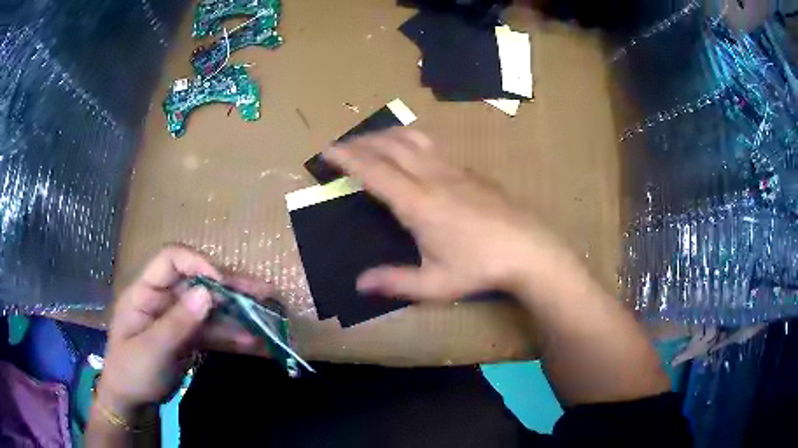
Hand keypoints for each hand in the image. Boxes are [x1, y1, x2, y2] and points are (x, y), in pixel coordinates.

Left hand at [96, 246, 267, 420]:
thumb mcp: (151, 350)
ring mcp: (177, 319)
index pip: (171, 260)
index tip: (222, 283)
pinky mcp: (188, 338)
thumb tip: (207, 292)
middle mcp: (164, 299)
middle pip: (198, 283)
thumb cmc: (131, 372)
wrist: (132, 402)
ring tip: (267, 322)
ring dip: (237, 316)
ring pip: (210, 309)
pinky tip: (255, 345)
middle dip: (230, 287)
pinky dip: (233, 338)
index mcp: (145, 292)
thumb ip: (177, 323)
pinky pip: (213, 333)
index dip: (198, 264)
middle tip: (264, 293)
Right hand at [323, 129, 569, 301]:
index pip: (373, 170)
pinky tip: (409, 151)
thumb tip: (360, 284)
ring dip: (386, 135)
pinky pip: (431, 145)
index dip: (346, 158)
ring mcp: (454, 169)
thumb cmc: (481, 267)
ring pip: (412, 138)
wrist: (529, 249)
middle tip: (342, 146)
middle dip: (361, 141)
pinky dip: (409, 140)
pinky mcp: (469, 170)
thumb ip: (395, 281)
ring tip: (370, 141)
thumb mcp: (435, 284)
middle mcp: (432, 176)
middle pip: (390, 145)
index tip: (326, 151)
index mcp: (418, 203)